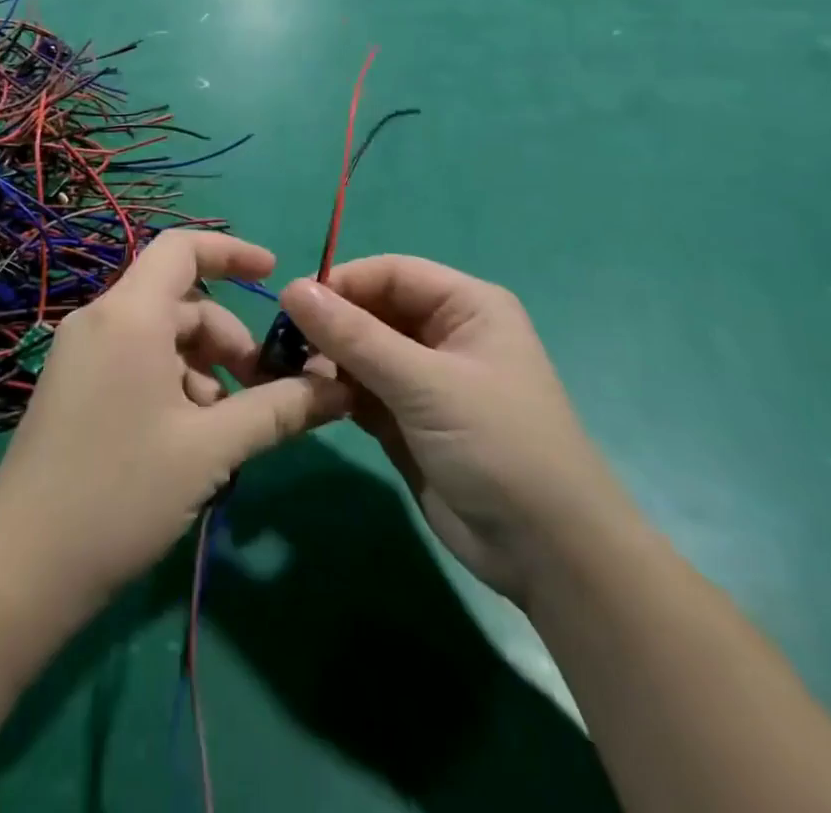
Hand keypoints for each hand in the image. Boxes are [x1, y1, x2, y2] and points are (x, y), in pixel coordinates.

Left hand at [0, 231, 349, 611]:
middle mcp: (100, 320)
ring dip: (203, 369)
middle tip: (261, 391)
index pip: (182, 249)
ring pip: (159, 337)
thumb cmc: (121, 493)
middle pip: (179, 302)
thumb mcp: (211, 449)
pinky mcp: (72, 386)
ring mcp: (80, 354)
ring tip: (223, 431)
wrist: (21, 568)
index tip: (275, 275)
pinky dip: (172, 383)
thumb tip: (339, 388)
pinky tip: (187, 442)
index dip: (232, 252)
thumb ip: (278, 409)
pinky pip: (135, 360)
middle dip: (228, 337)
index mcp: (129, 314)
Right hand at [279, 257, 636, 604]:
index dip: (342, 282)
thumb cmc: (498, 446)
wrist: (549, 557)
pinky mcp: (407, 418)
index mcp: (466, 305)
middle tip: (281, 342)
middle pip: (373, 309)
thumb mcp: (425, 384)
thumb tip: (292, 288)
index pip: (391, 273)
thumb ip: (355, 337)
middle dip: (330, 323)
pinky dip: (336, 390)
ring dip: (327, 358)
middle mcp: (444, 333)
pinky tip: (308, 396)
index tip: (290, 302)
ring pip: (362, 350)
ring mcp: (424, 378)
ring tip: (288, 370)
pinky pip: (362, 388)